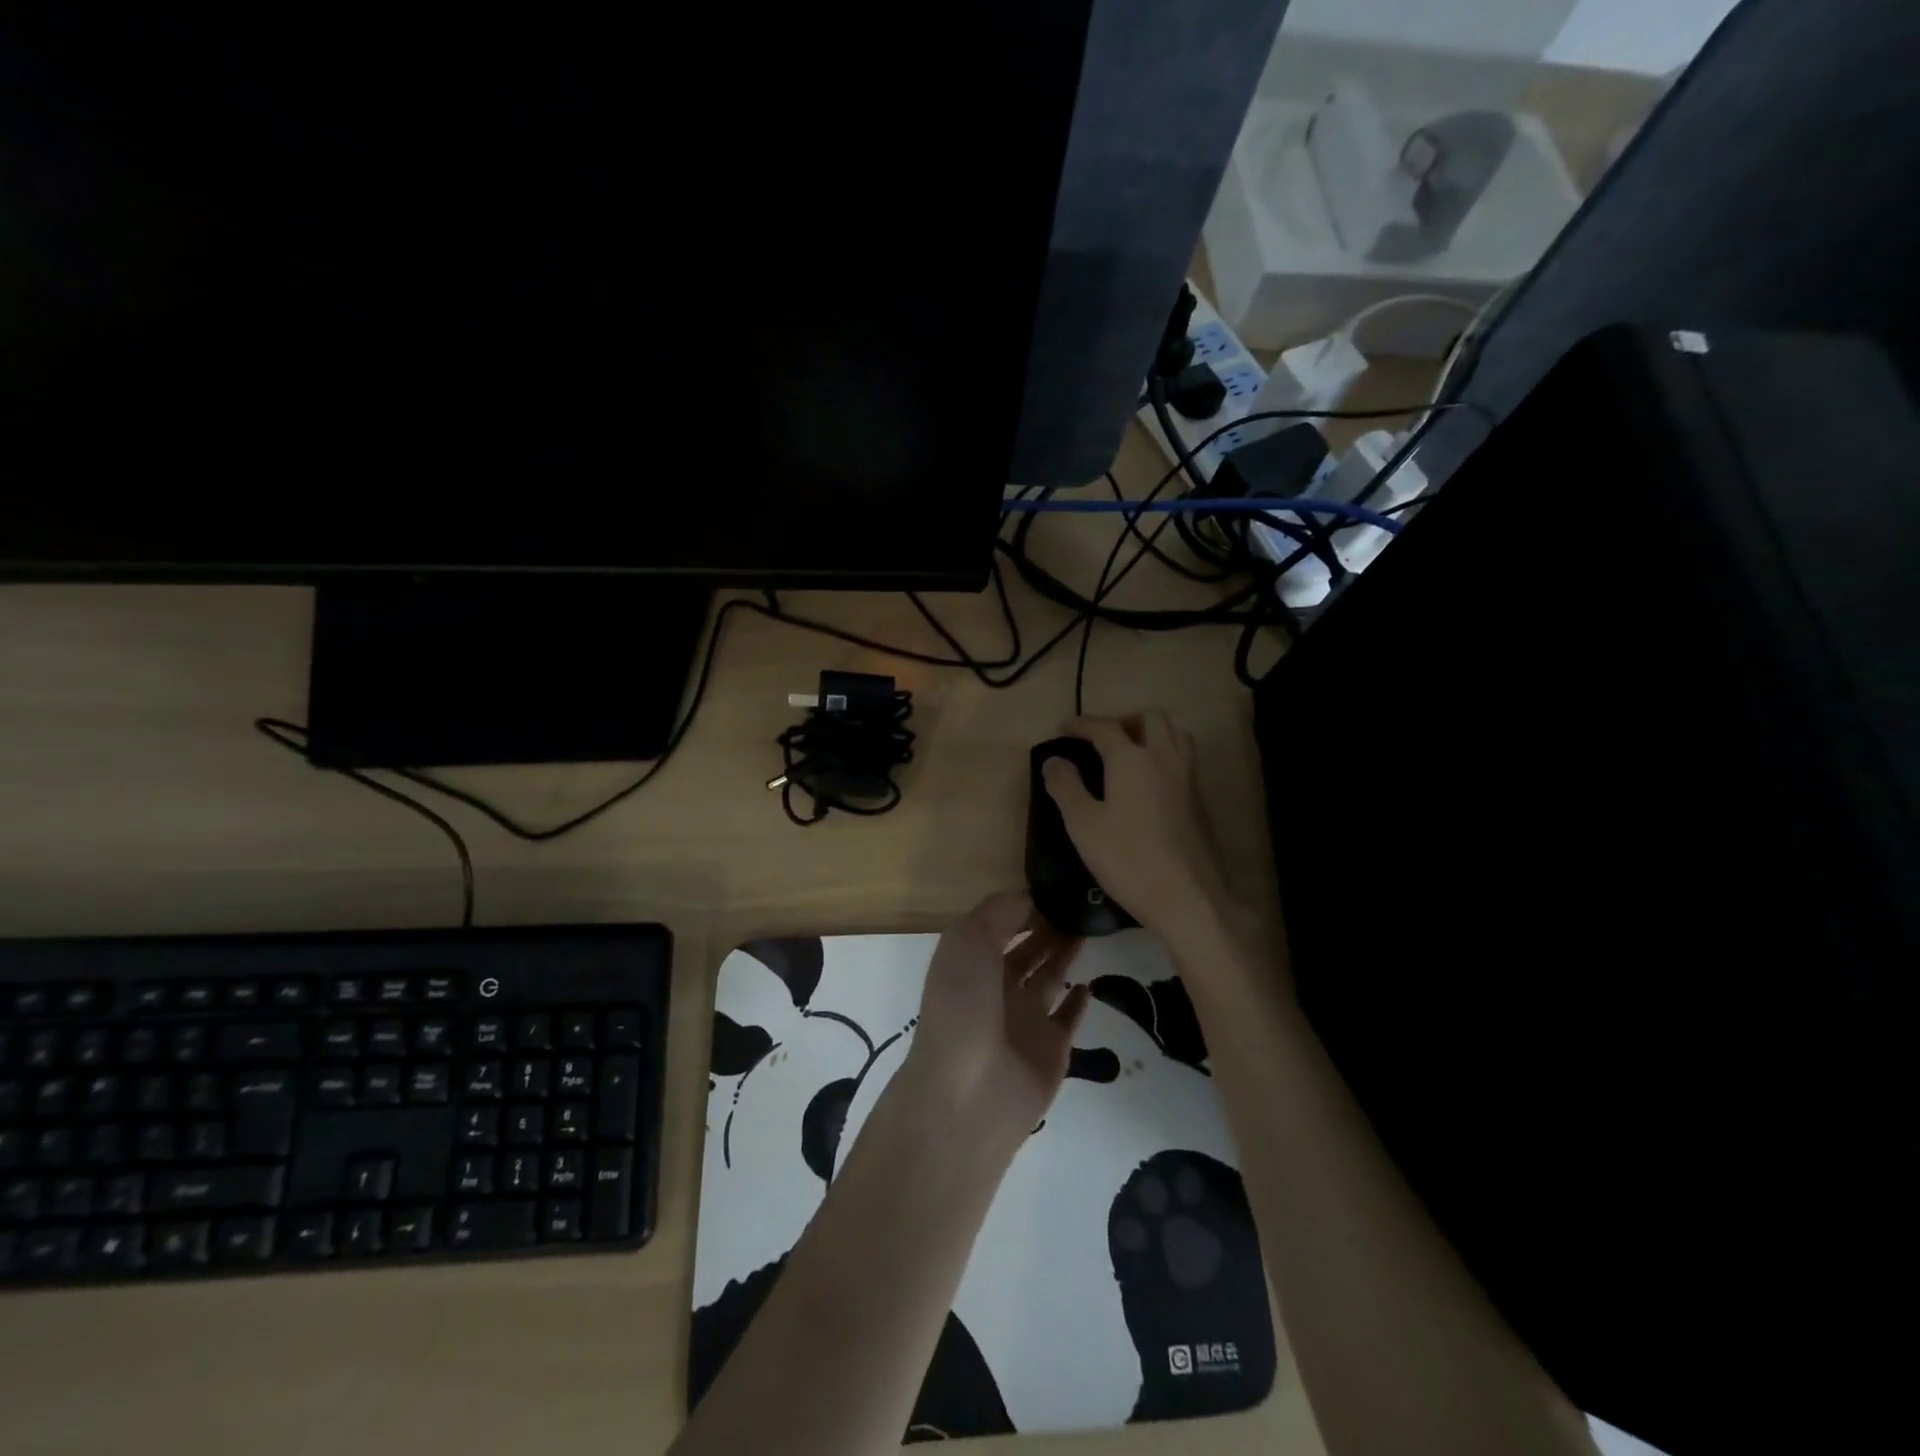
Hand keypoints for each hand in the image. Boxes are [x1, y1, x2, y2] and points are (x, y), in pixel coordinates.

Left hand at [903, 892, 1090, 1145]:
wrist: (968, 1093)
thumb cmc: (963, 1004)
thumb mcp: (969, 940)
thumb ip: (1000, 913)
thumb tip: (1030, 899)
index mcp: (971, 960)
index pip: (1000, 924)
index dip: (1024, 906)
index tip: (1057, 887)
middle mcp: (996, 987)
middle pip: (1027, 950)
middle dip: (1048, 928)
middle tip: (1082, 906)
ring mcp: (1024, 1020)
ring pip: (1050, 978)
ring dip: (1065, 955)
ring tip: (1088, 930)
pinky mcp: (1051, 1049)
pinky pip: (1068, 1018)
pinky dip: (1079, 1001)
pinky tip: (1091, 984)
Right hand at [1042, 713, 1244, 953]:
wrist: (1188, 897)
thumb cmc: (1128, 859)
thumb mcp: (1083, 825)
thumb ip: (1065, 787)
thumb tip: (1053, 760)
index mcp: (1132, 759)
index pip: (1104, 727)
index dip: (1080, 724)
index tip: (1063, 729)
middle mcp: (1164, 758)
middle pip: (1150, 719)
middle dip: (1123, 720)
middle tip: (1102, 739)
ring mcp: (1188, 778)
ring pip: (1175, 735)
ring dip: (1151, 734)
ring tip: (1129, 754)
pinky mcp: (1200, 801)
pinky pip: (1183, 760)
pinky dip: (1164, 757)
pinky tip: (1148, 785)